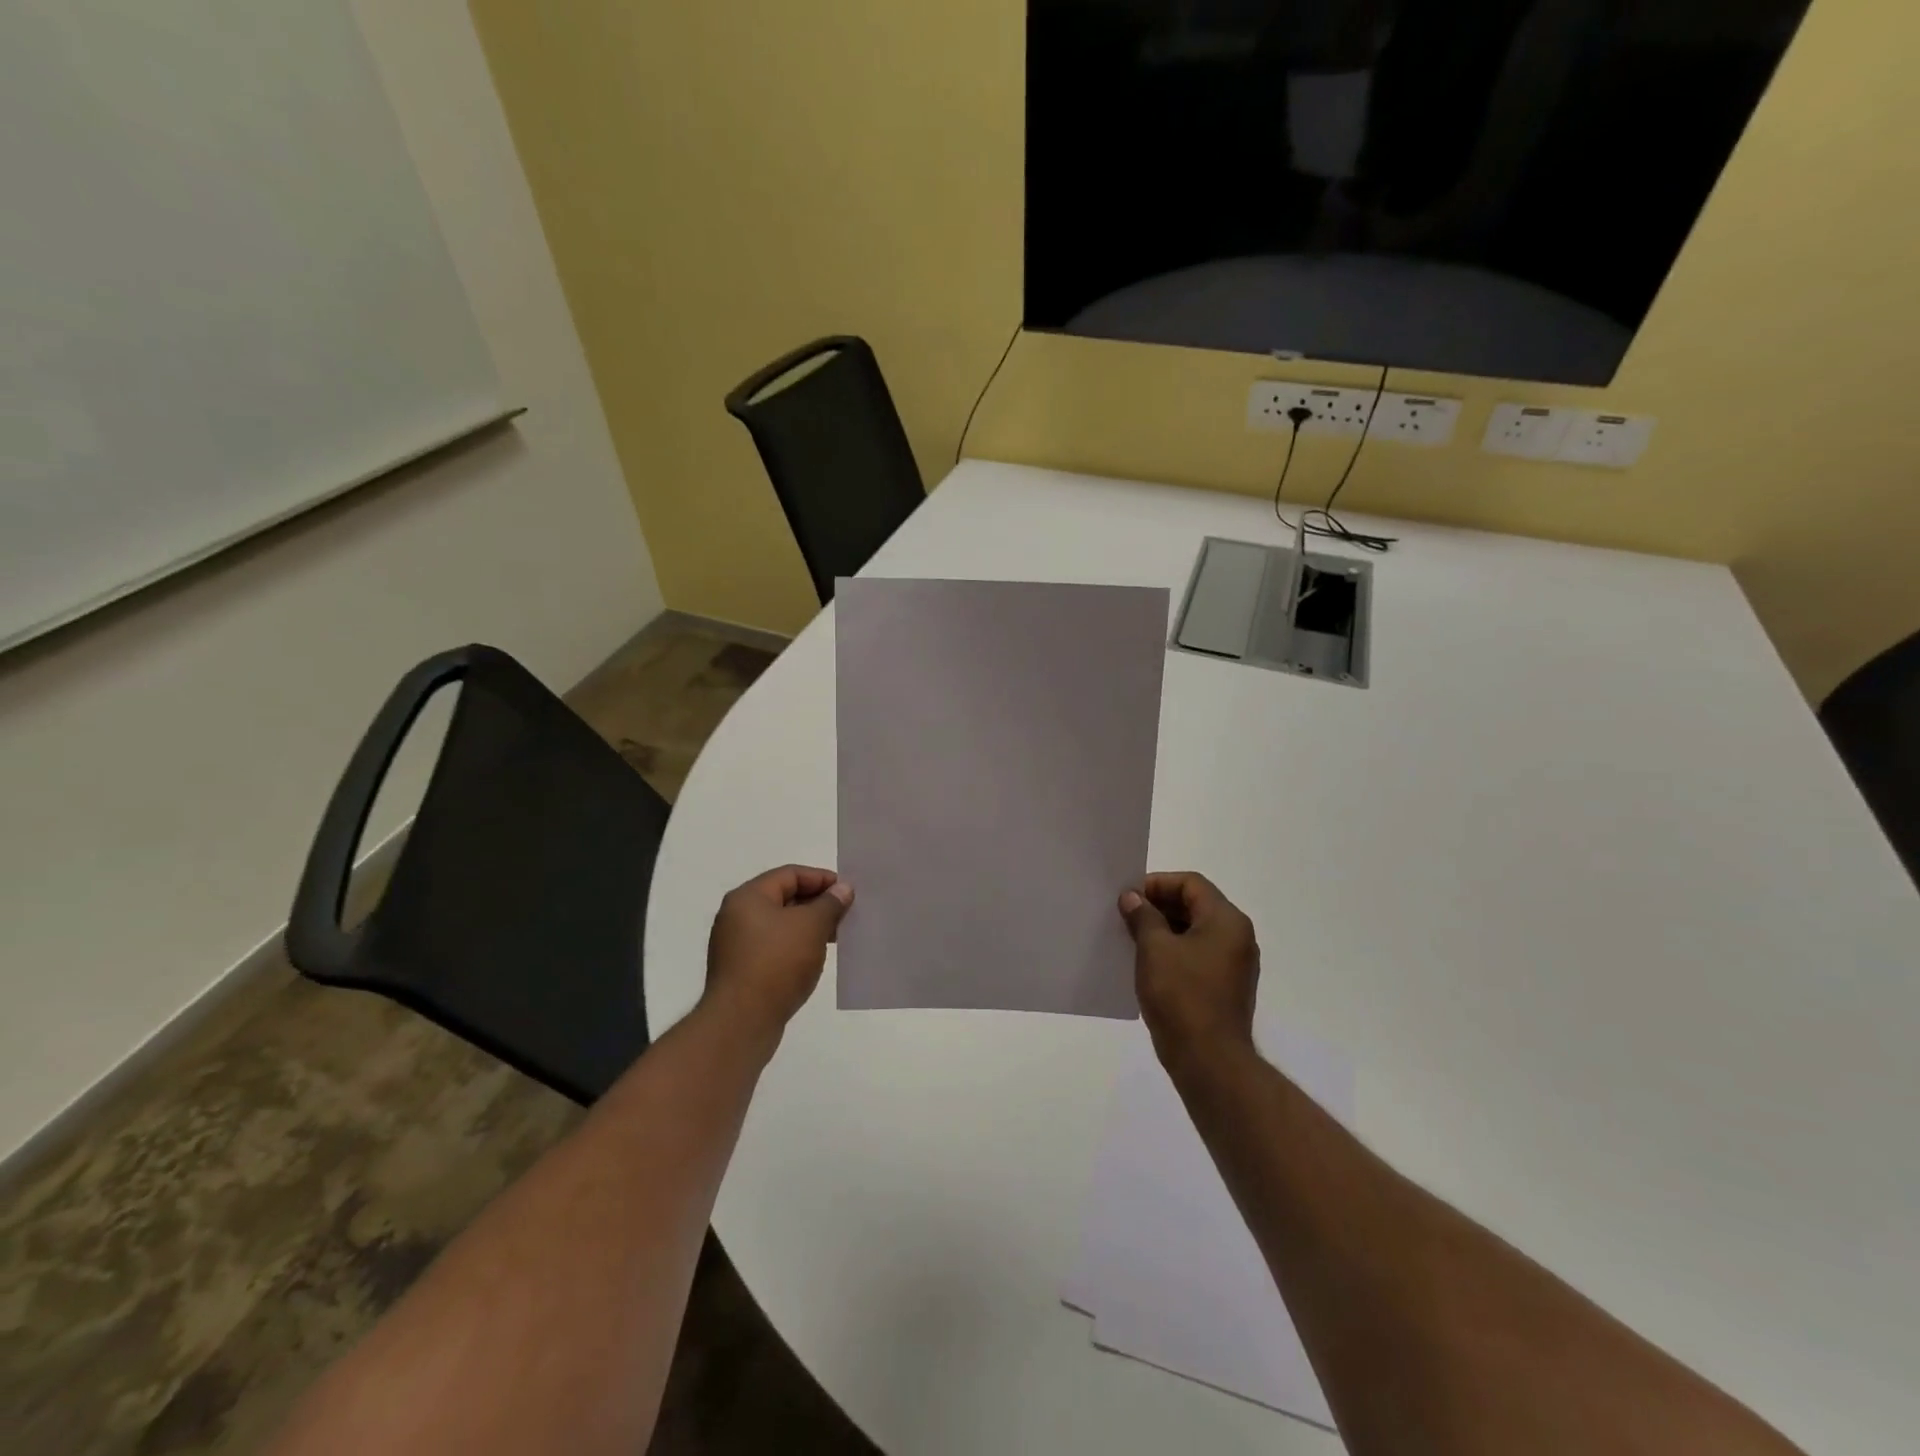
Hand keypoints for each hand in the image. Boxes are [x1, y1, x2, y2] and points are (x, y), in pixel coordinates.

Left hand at [704, 865, 852, 1040]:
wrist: (741, 1023)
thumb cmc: (777, 964)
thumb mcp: (811, 926)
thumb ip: (830, 903)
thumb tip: (843, 888)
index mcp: (748, 897)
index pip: (790, 874)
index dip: (822, 879)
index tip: (848, 892)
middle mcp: (737, 916)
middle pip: (784, 898)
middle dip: (817, 904)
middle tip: (846, 914)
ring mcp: (736, 945)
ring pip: (780, 925)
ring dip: (809, 927)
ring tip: (836, 937)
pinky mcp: (742, 971)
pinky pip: (774, 948)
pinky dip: (796, 947)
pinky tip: (815, 958)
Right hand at [1118, 873, 1259, 1064]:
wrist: (1209, 1060)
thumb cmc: (1182, 995)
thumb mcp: (1154, 949)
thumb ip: (1143, 916)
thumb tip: (1133, 898)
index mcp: (1227, 921)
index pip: (1191, 883)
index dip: (1157, 884)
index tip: (1129, 897)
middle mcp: (1237, 937)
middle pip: (1195, 905)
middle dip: (1159, 906)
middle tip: (1126, 916)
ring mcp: (1235, 965)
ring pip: (1195, 932)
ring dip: (1163, 930)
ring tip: (1131, 939)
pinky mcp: (1226, 988)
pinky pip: (1197, 956)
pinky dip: (1173, 953)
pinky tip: (1148, 965)